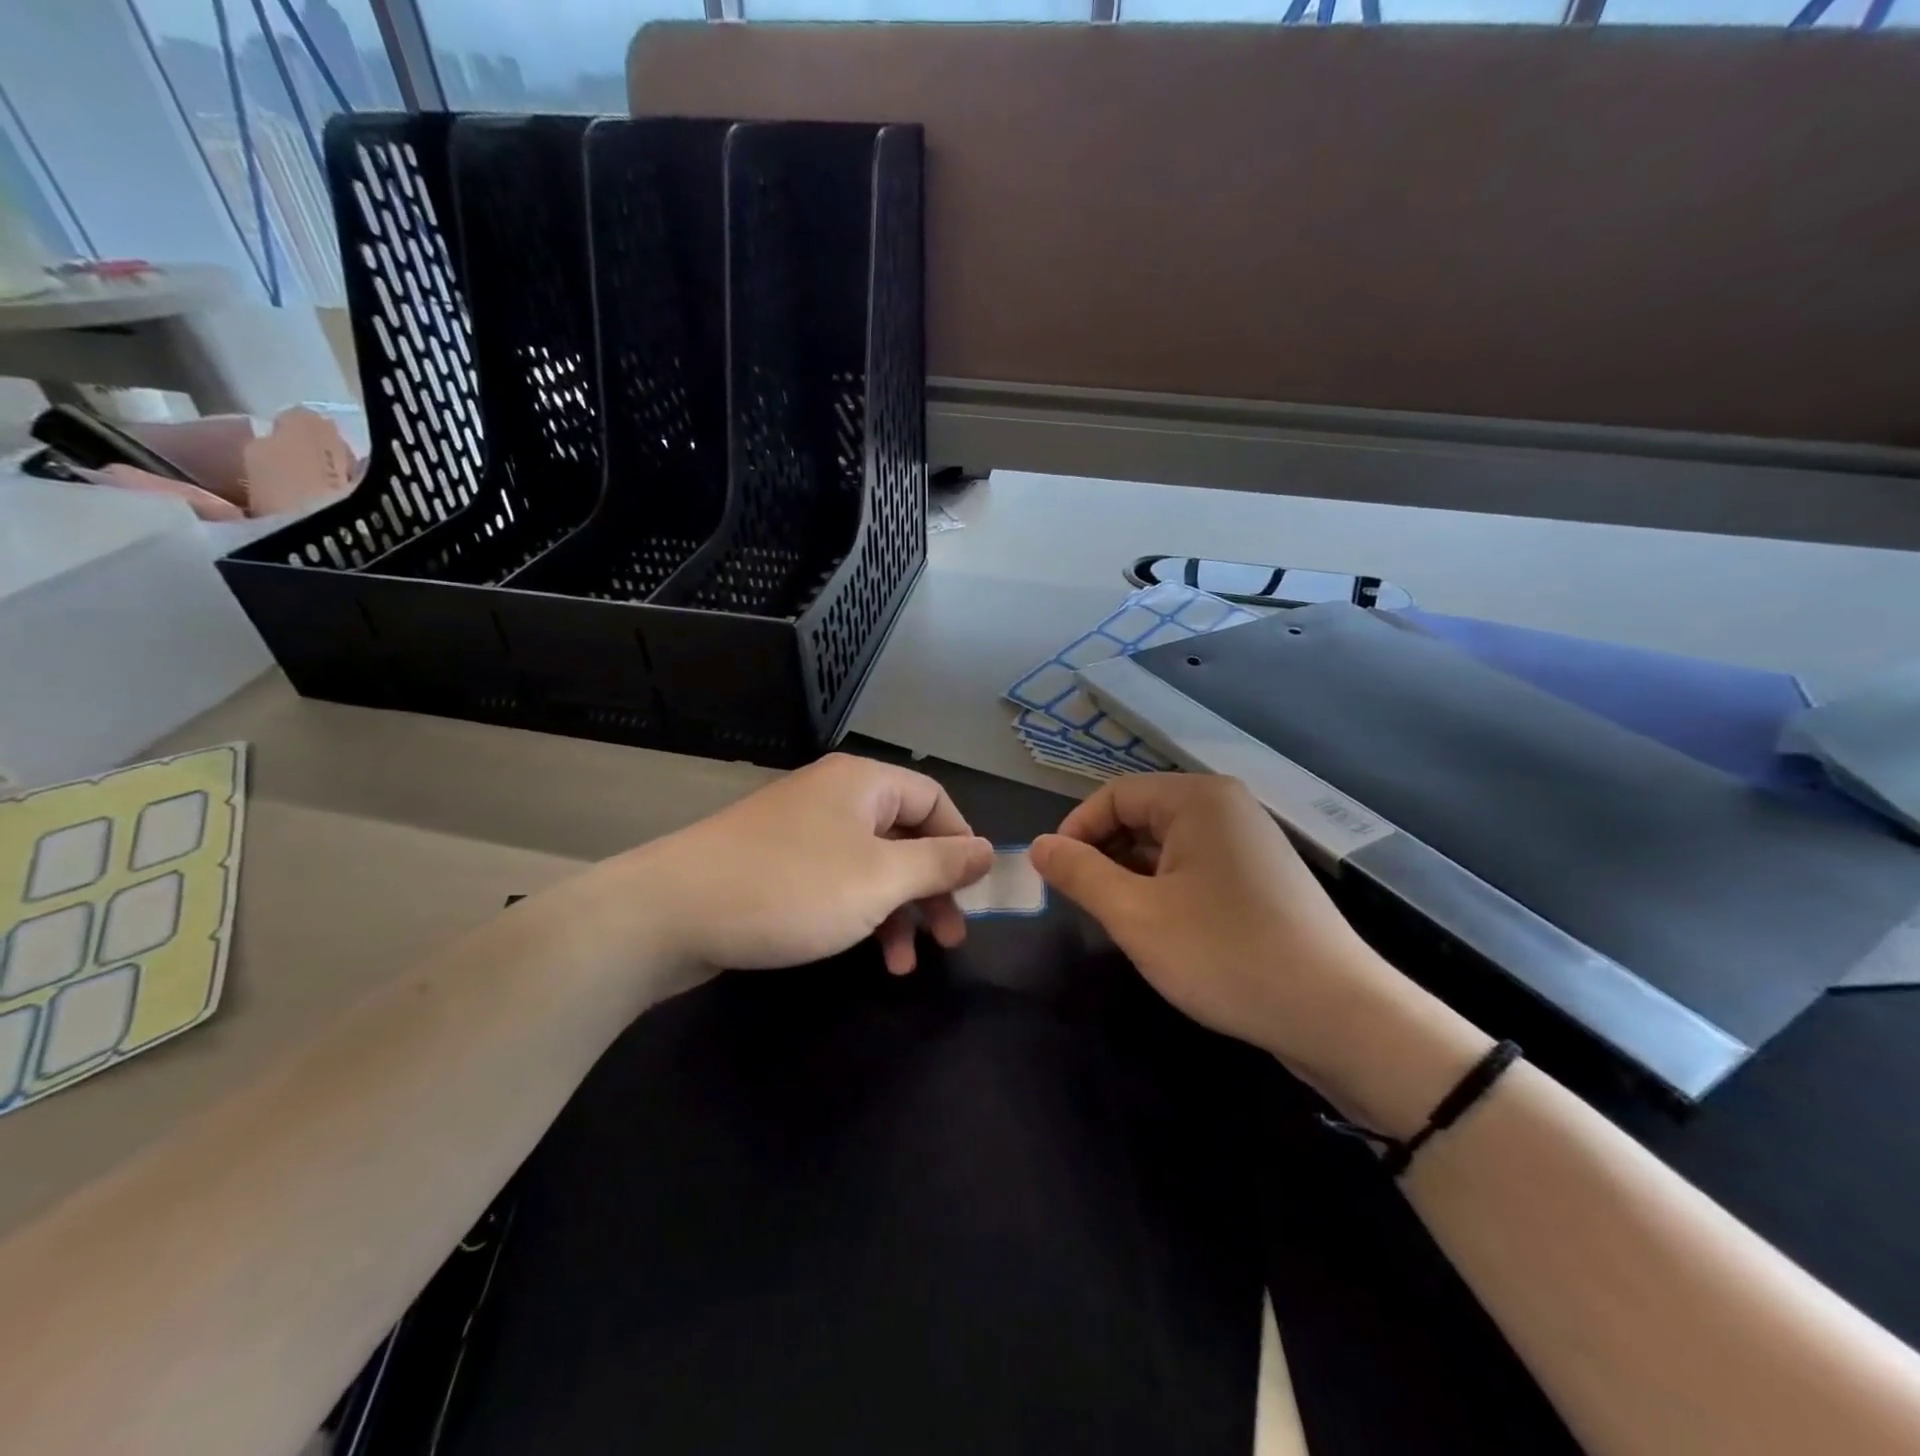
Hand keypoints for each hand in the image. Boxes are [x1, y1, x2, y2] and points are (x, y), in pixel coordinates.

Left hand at [608, 754, 992, 975]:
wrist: (669, 913)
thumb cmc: (791, 889)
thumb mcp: (880, 879)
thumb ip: (940, 863)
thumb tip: (988, 850)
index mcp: (863, 783)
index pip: (935, 800)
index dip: (962, 844)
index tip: (976, 893)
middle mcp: (836, 797)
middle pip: (906, 835)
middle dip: (932, 889)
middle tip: (952, 939)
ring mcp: (803, 831)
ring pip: (872, 866)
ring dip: (898, 913)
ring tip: (907, 966)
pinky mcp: (779, 865)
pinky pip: (838, 883)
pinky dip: (860, 915)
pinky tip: (868, 955)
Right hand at [1029, 774, 1425, 1083]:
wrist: (1338, 1015)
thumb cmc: (1225, 955)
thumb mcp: (1135, 915)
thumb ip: (1080, 874)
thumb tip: (1039, 846)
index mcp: (1197, 799)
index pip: (1113, 795)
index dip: (1075, 832)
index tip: (1055, 878)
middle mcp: (1226, 806)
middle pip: (1141, 815)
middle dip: (1105, 855)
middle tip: (1086, 904)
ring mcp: (1250, 841)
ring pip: (1167, 845)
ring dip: (1134, 876)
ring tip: (1123, 922)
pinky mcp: (1263, 876)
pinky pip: (1196, 866)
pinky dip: (1167, 888)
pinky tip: (1165, 929)